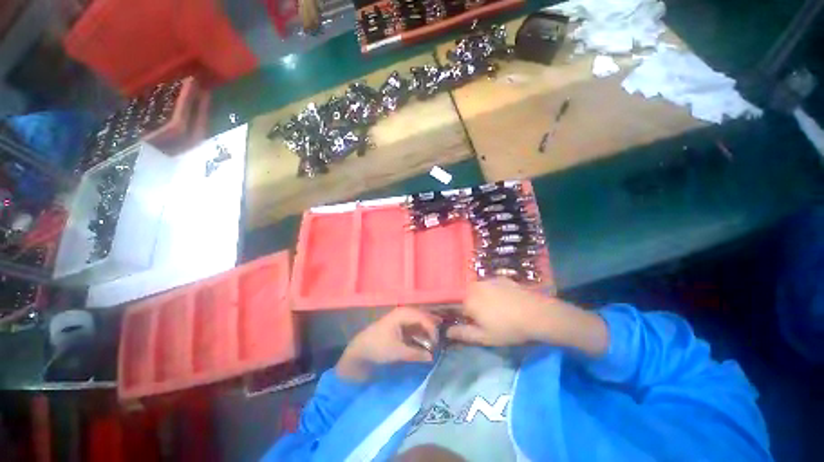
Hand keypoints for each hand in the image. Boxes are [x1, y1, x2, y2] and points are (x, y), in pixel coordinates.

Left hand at [337, 307, 438, 382]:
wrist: (360, 349)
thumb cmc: (378, 347)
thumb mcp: (397, 351)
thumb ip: (416, 353)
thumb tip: (432, 357)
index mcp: (403, 314)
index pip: (423, 318)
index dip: (432, 330)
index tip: (436, 344)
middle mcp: (404, 312)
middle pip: (423, 316)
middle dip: (432, 326)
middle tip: (441, 339)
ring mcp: (401, 318)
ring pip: (419, 320)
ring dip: (427, 329)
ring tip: (436, 339)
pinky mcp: (400, 325)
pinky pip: (414, 325)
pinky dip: (421, 332)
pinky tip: (426, 339)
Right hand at [446, 278, 607, 355]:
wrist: (536, 314)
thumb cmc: (508, 328)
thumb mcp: (484, 337)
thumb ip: (463, 333)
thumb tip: (447, 332)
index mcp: (468, 300)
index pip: (457, 308)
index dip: (464, 317)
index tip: (474, 324)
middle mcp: (474, 286)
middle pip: (467, 297)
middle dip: (472, 307)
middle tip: (487, 318)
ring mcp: (488, 280)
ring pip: (478, 290)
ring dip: (482, 298)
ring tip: (497, 310)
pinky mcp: (500, 278)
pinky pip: (490, 285)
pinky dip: (493, 292)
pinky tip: (505, 301)